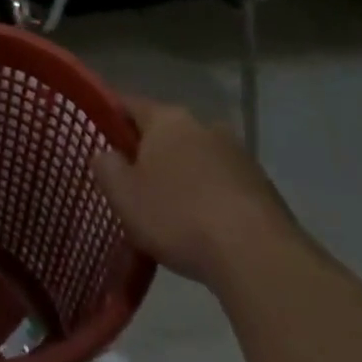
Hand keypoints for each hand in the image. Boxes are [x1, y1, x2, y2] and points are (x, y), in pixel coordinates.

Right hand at [94, 94, 294, 283]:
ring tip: (170, 212)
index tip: (99, 137)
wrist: (257, 256)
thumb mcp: (124, 196)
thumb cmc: (178, 217)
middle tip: (133, 182)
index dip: (111, 118)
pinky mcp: (262, 185)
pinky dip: (210, 198)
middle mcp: (203, 124)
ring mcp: (237, 153)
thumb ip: (107, 168)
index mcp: (167, 118)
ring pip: (197, 158)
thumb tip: (105, 154)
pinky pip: (223, 184)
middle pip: (166, 132)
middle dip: (150, 153)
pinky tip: (204, 230)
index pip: (130, 105)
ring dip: (183, 176)